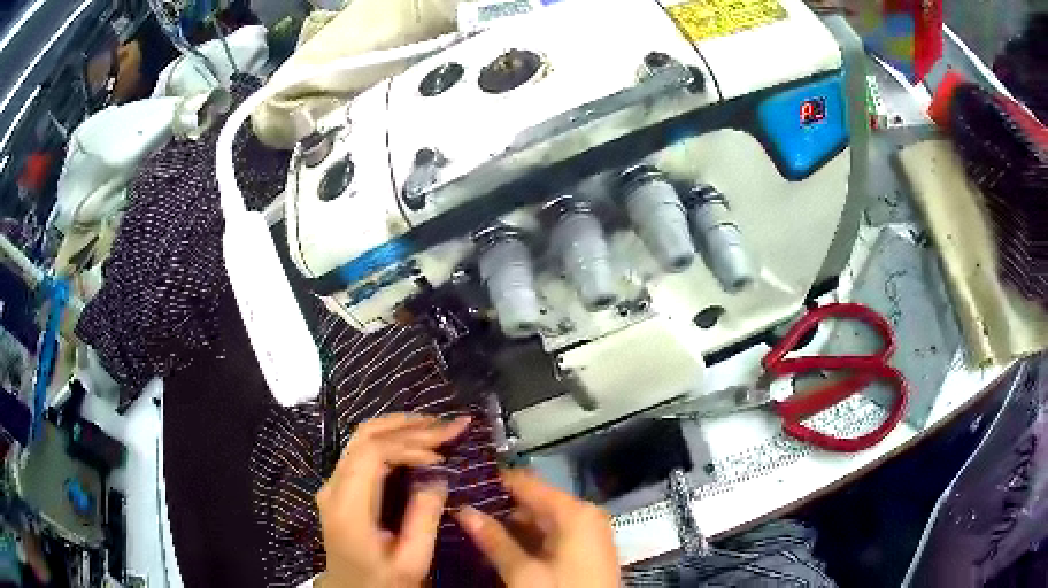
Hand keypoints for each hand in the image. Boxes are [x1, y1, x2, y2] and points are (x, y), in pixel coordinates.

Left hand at [315, 413, 470, 587]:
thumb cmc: (383, 582)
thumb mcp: (412, 560)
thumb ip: (424, 518)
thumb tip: (438, 476)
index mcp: (348, 506)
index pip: (372, 453)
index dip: (409, 446)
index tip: (441, 457)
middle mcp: (333, 486)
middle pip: (365, 437)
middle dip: (409, 425)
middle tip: (448, 425)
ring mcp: (333, 484)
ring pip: (362, 438)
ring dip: (400, 427)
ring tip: (437, 426)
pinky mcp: (340, 486)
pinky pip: (363, 451)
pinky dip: (392, 440)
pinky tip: (416, 441)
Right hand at [455, 468, 619, 586]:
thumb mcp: (523, 572)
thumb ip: (493, 539)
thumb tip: (463, 510)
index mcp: (574, 512)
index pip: (527, 483)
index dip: (494, 482)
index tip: (462, 482)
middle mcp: (585, 515)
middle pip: (534, 502)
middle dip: (498, 509)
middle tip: (462, 511)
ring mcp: (588, 534)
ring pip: (541, 522)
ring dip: (510, 528)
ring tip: (472, 529)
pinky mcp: (585, 553)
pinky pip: (552, 537)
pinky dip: (527, 542)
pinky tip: (499, 548)